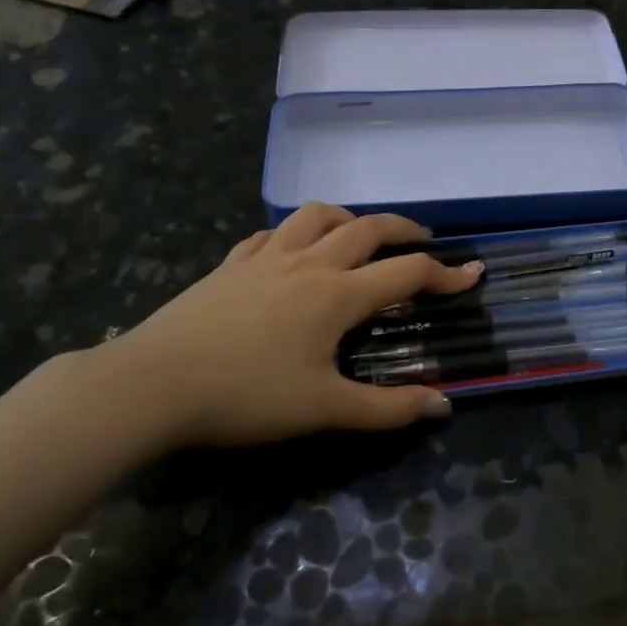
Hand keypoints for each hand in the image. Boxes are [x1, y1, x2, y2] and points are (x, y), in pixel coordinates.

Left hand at [95, 203, 482, 448]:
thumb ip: (387, 409)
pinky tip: (292, 250)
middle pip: (368, 228)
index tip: (474, 273)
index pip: (407, 272)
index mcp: (337, 294)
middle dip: (404, 230)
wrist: (152, 384)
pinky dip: (295, 233)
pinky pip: (271, 233)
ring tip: (360, 233)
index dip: (447, 273)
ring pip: (317, 216)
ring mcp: (265, 258)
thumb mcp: (323, 409)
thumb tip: (442, 406)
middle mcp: (309, 263)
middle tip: (424, 242)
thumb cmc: (245, 396)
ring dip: (349, 218)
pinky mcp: (231, 265)